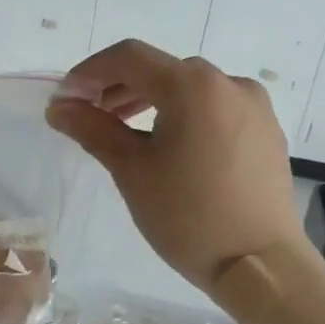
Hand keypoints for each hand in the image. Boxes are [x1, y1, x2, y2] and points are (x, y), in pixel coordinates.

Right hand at [48, 40, 304, 291]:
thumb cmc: (188, 215)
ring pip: (188, 88)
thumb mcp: (131, 170)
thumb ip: (92, 129)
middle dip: (117, 87)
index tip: (64, 98)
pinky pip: (213, 108)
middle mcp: (228, 83)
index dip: (89, 71)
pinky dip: (181, 115)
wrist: (262, 266)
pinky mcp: (266, 130)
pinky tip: (166, 146)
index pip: (129, 57)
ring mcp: (254, 106)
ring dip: (149, 101)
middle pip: (160, 70)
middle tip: (88, 116)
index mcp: (193, 85)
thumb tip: (59, 107)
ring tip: (122, 131)